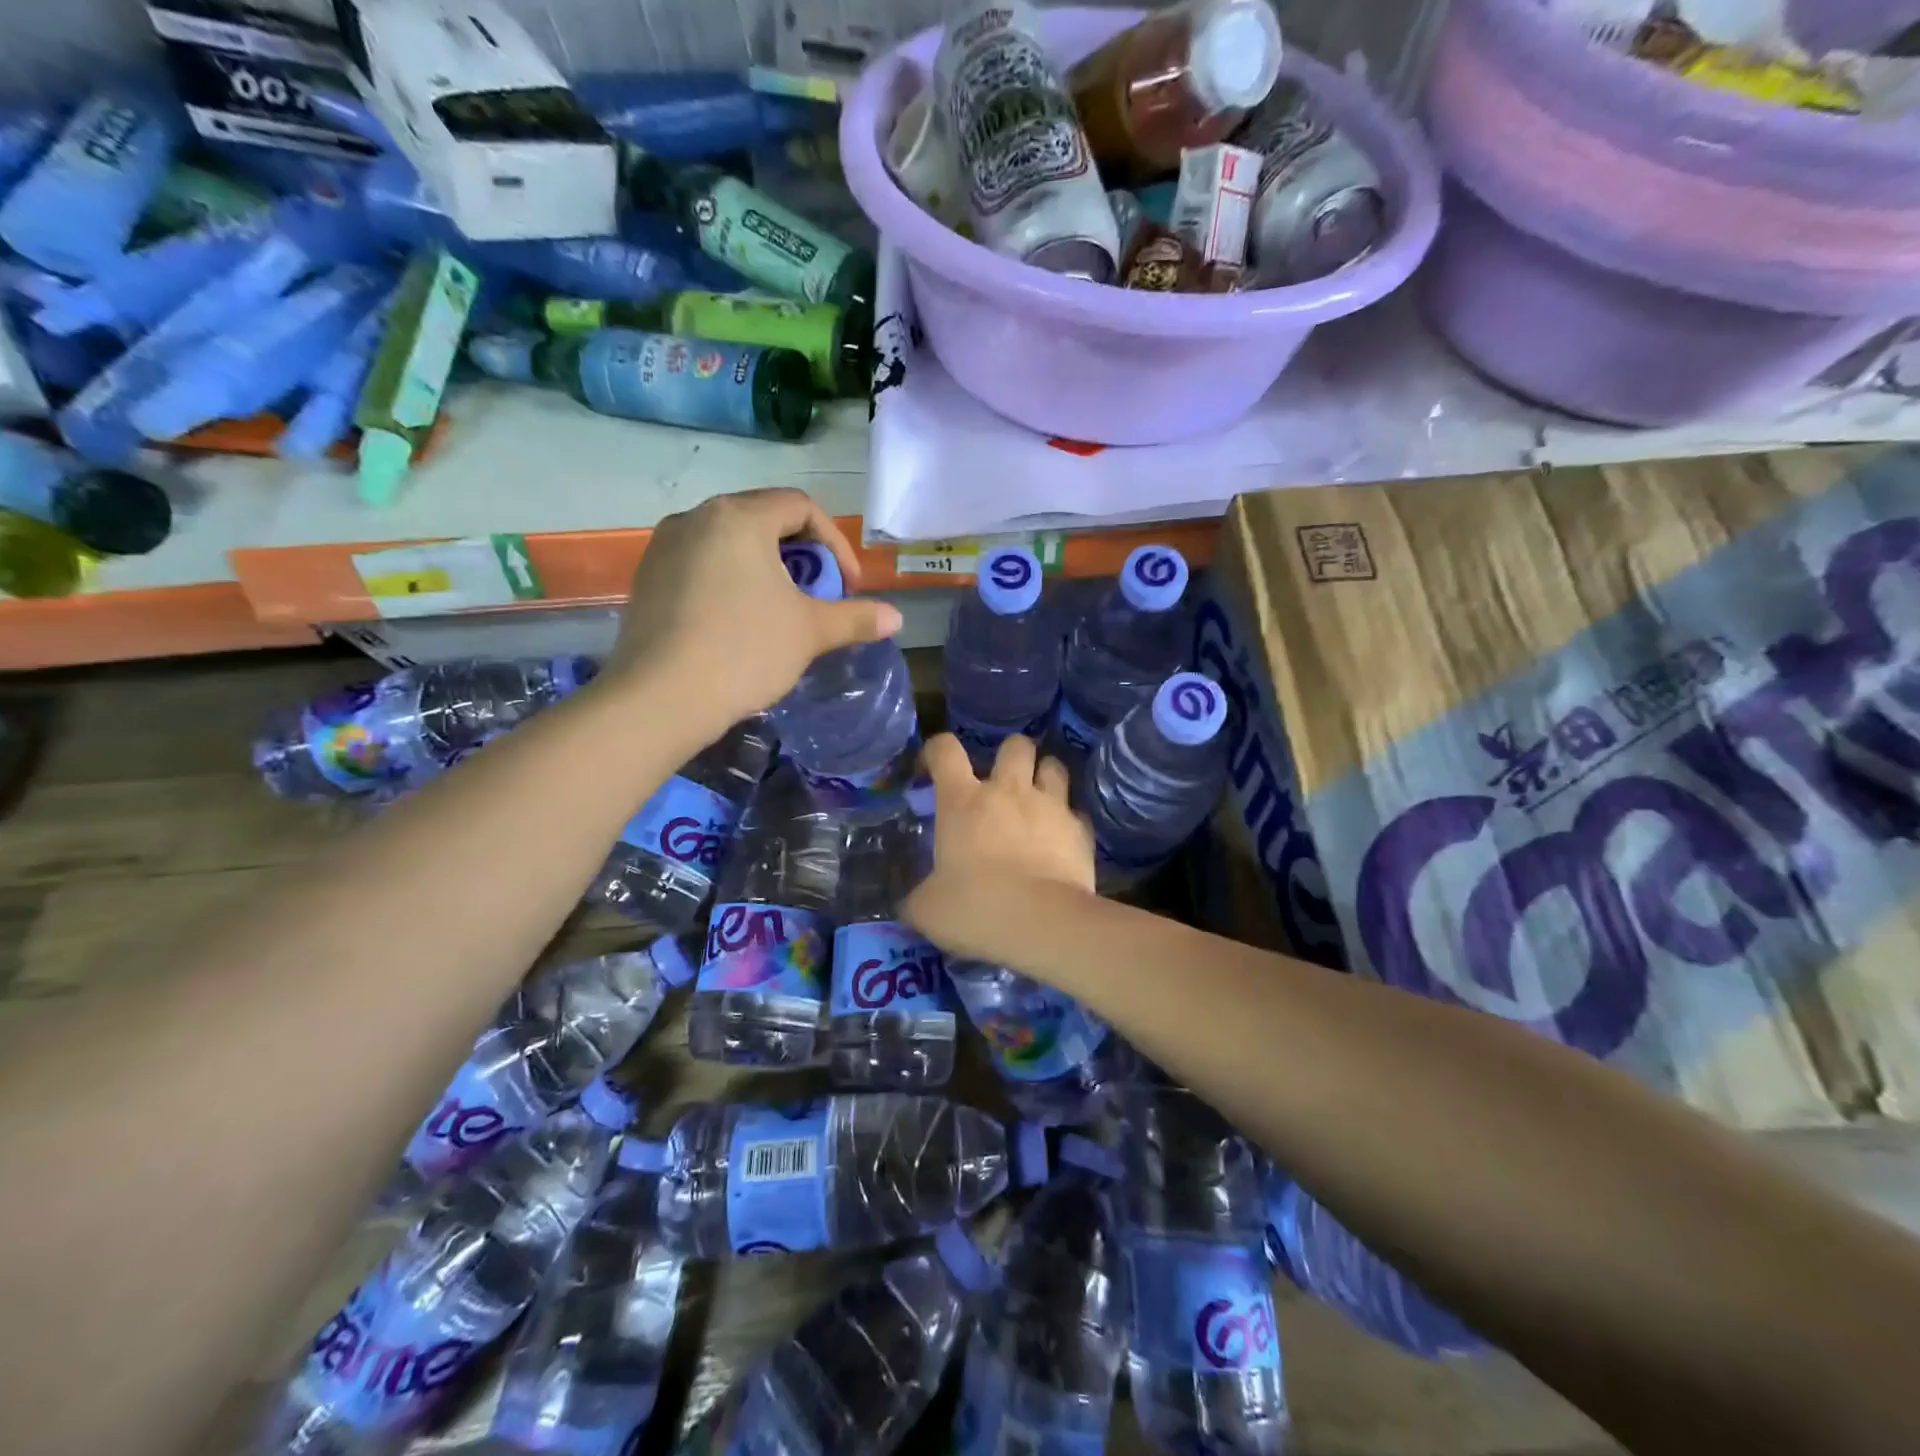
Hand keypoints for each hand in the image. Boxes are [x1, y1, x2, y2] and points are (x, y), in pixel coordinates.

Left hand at [602, 489, 902, 735]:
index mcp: (738, 517)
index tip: (847, 586)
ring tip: (780, 610)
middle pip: (764, 520)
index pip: (801, 507)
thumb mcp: (810, 632)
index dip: (835, 544)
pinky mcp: (647, 578)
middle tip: (817, 597)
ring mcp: (664, 547)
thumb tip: (896, 618)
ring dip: (765, 569)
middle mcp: (697, 518)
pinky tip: (737, 623)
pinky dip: (730, 581)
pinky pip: (701, 564)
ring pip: (730, 542)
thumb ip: (856, 618)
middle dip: (801, 556)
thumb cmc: (744, 651)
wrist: (660, 699)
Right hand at [905, 733, 1095, 949]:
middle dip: (1010, 755)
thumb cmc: (976, 908)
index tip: (934, 766)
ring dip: (1044, 776)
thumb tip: (909, 904)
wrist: (1043, 924)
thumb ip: (918, 898)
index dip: (937, 750)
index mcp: (963, 801)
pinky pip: (1076, 812)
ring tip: (1038, 798)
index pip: (945, 750)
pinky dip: (1068, 821)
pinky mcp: (1081, 830)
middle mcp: (1008, 791)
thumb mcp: (929, 910)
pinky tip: (1061, 840)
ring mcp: (1050, 806)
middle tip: (1003, 781)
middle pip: (1015, 745)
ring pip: (1054, 766)